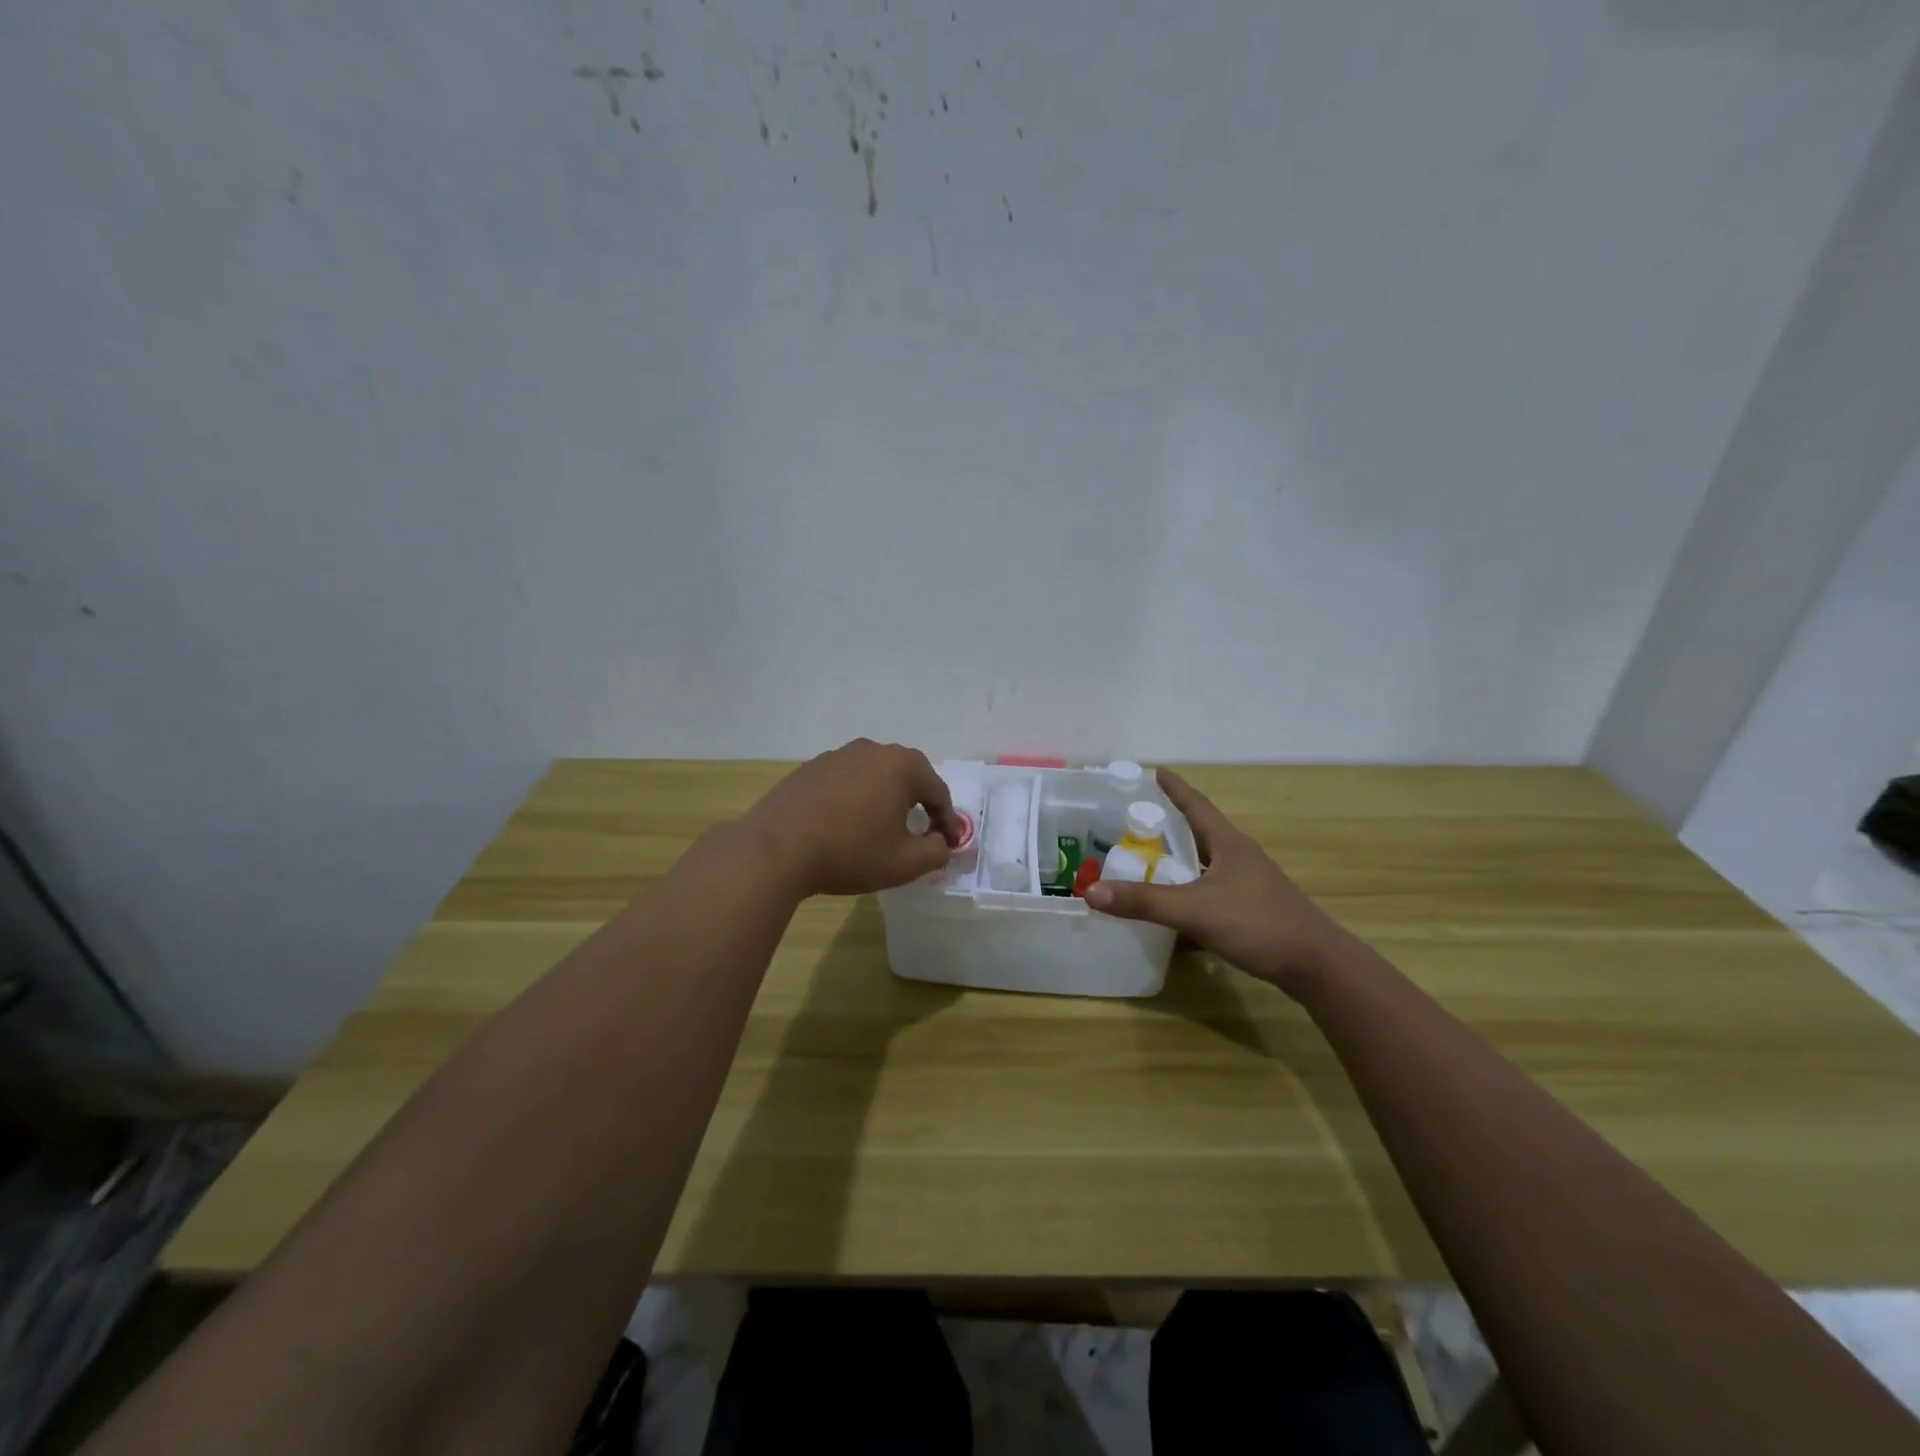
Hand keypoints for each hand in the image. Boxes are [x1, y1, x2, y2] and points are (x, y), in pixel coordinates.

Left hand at [745, 739, 963, 897]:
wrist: (776, 850)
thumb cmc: (850, 853)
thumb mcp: (905, 863)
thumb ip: (936, 852)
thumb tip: (941, 843)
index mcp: (901, 766)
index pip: (938, 792)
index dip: (948, 821)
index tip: (950, 844)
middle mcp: (871, 750)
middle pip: (907, 776)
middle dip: (920, 803)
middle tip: (924, 831)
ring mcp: (837, 755)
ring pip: (875, 776)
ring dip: (885, 798)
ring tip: (883, 827)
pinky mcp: (810, 768)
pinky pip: (846, 781)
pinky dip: (856, 799)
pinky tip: (847, 824)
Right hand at [1085, 768, 1353, 998]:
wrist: (1316, 965)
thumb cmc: (1257, 924)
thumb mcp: (1194, 911)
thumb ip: (1144, 902)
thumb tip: (1091, 891)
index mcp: (1228, 843)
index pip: (1195, 804)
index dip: (1174, 787)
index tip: (1154, 771)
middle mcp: (1239, 856)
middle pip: (1199, 832)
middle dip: (1169, 826)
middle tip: (1135, 822)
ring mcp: (1249, 884)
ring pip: (1206, 865)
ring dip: (1179, 862)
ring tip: (1148, 863)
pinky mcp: (1253, 909)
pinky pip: (1212, 893)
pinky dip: (1190, 895)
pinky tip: (1174, 912)